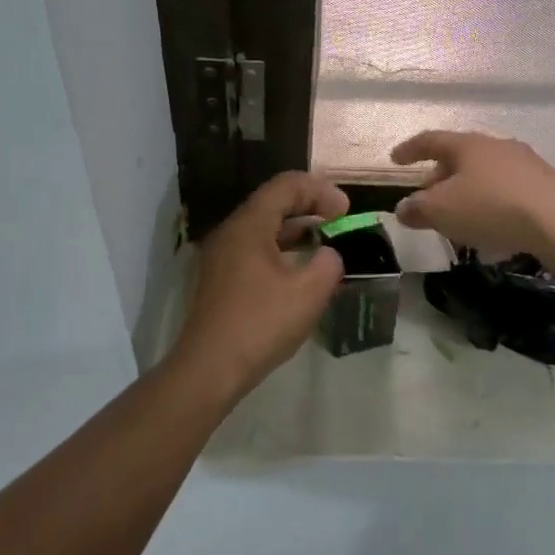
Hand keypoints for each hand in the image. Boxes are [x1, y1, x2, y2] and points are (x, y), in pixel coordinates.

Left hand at [168, 171, 348, 399]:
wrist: (209, 368)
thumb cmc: (260, 323)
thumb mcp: (308, 293)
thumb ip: (328, 264)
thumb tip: (328, 255)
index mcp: (249, 224)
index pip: (286, 185)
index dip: (320, 190)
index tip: (346, 211)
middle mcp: (231, 231)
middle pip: (272, 202)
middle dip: (309, 206)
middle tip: (339, 221)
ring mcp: (221, 256)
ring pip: (263, 227)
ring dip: (295, 229)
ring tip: (324, 243)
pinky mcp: (220, 279)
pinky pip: (254, 249)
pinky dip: (281, 249)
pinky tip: (299, 271)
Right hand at [389, 131, 554, 257]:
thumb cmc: (490, 206)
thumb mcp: (442, 211)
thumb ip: (418, 209)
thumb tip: (403, 208)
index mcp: (467, 145)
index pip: (430, 140)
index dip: (410, 150)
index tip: (395, 159)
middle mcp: (496, 146)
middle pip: (460, 156)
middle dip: (439, 175)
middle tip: (427, 196)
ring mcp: (525, 164)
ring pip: (485, 173)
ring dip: (466, 191)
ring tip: (458, 215)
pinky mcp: (545, 185)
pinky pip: (506, 190)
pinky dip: (490, 203)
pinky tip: (490, 226)